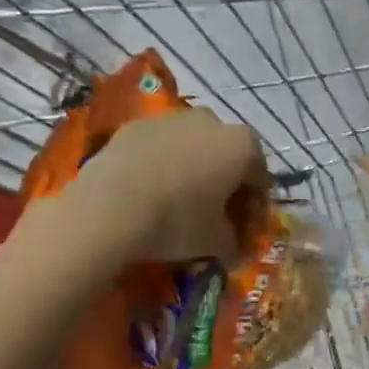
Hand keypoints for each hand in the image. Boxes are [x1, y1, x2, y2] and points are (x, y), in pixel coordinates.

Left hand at [63, 108, 267, 267]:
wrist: (109, 209)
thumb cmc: (177, 222)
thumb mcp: (217, 242)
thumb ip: (233, 242)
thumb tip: (233, 249)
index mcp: (243, 146)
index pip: (259, 177)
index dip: (254, 204)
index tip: (242, 226)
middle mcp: (212, 121)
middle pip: (227, 153)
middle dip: (225, 179)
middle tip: (213, 211)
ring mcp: (171, 118)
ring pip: (192, 144)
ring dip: (193, 167)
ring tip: (178, 198)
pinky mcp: (135, 125)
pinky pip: (160, 145)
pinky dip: (161, 162)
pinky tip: (149, 189)